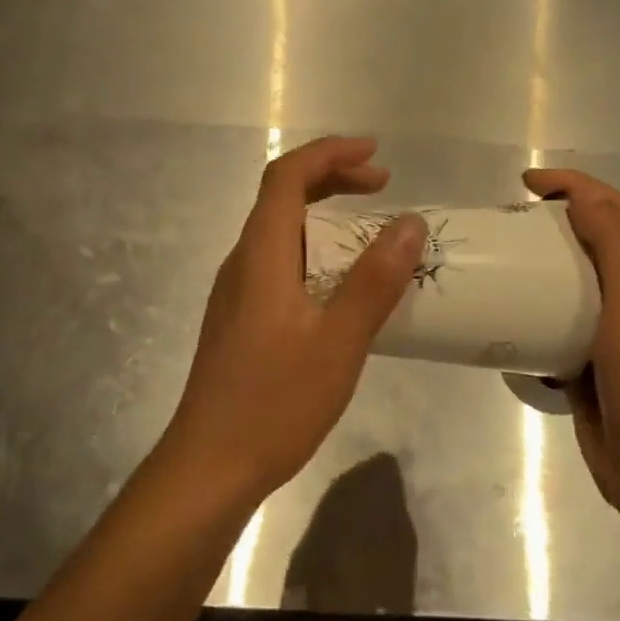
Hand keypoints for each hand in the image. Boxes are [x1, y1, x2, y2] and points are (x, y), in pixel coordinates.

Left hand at [164, 136, 424, 502]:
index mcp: (260, 255)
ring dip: (324, 218)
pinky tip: (342, 287)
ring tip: (371, 233)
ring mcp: (236, 294)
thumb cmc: (275, 402)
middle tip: (382, 187)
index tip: (375, 155)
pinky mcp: (240, 321)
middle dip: (332, 180)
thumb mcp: (338, 341)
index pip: (286, 177)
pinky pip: (279, 265)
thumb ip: (374, 281)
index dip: (329, 154)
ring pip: (280, 233)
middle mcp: (242, 264)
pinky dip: (314, 253)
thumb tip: (409, 223)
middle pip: (281, 199)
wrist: (210, 466)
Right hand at [523, 168, 619, 510]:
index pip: (615, 210)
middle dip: (553, 223)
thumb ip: (615, 238)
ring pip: (572, 290)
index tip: (526, 183)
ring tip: (498, 267)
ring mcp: (612, 340)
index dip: (575, 185)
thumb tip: (583, 195)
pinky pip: (555, 333)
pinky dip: (533, 320)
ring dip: (540, 271)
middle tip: (506, 225)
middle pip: (593, 246)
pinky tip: (505, 323)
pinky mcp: (589, 374)